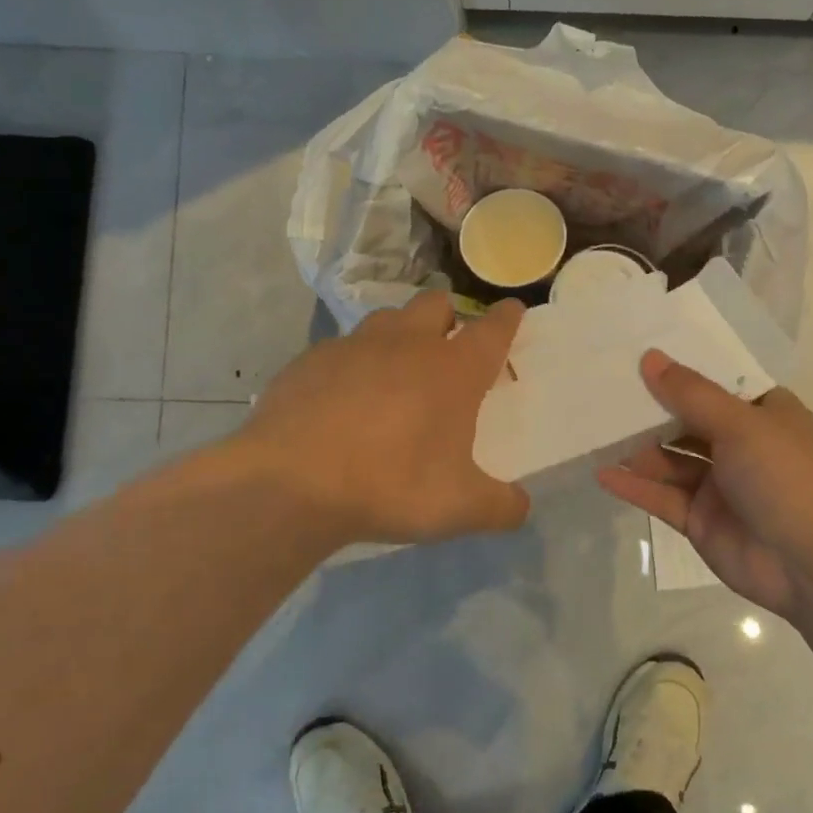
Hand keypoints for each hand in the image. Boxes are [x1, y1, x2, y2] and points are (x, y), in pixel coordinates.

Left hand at [235, 292, 529, 546]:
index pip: (493, 329)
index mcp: (453, 370)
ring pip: (387, 319)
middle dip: (449, 316)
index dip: (507, 318)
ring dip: (400, 335)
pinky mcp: (310, 360)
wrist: (291, 483)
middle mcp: (408, 344)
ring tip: (395, 372)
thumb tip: (521, 507)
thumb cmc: (392, 486)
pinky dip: (352, 365)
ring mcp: (355, 347)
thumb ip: (501, 507)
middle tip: (447, 349)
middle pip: (436, 304)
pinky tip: (342, 400)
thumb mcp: (461, 508)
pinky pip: (341, 350)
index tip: (513, 309)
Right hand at [596, 350, 812, 619]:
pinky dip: (634, 486)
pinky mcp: (700, 519)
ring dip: (637, 448)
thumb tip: (650, 357)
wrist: (811, 565)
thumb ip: (691, 394)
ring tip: (594, 429)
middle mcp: (741, 445)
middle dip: (650, 409)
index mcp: (763, 414)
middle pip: (687, 420)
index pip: (716, 384)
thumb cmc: (785, 477)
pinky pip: (662, 497)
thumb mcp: (741, 425)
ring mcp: (719, 485)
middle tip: (604, 389)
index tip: (638, 353)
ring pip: (670, 460)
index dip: (681, 370)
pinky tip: (602, 473)